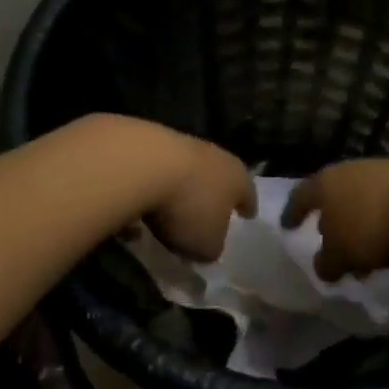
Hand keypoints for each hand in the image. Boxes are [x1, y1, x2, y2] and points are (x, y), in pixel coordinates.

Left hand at [135, 124, 256, 262]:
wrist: (142, 163)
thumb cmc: (188, 208)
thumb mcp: (206, 245)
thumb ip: (212, 247)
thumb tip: (209, 245)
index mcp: (237, 178)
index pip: (248, 194)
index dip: (247, 206)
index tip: (249, 214)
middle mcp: (215, 156)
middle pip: (219, 175)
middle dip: (215, 193)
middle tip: (211, 209)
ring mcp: (183, 144)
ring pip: (187, 170)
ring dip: (181, 188)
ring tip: (170, 209)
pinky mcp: (151, 140)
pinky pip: (157, 169)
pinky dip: (152, 184)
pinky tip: (140, 200)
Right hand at [282, 158, 388, 280]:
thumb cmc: (372, 226)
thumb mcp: (341, 255)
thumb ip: (327, 262)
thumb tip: (325, 265)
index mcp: (324, 183)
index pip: (300, 197)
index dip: (292, 213)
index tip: (288, 226)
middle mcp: (350, 171)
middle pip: (334, 196)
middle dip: (332, 221)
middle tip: (331, 244)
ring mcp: (383, 172)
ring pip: (364, 201)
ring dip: (363, 226)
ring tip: (368, 254)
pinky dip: (388, 225)